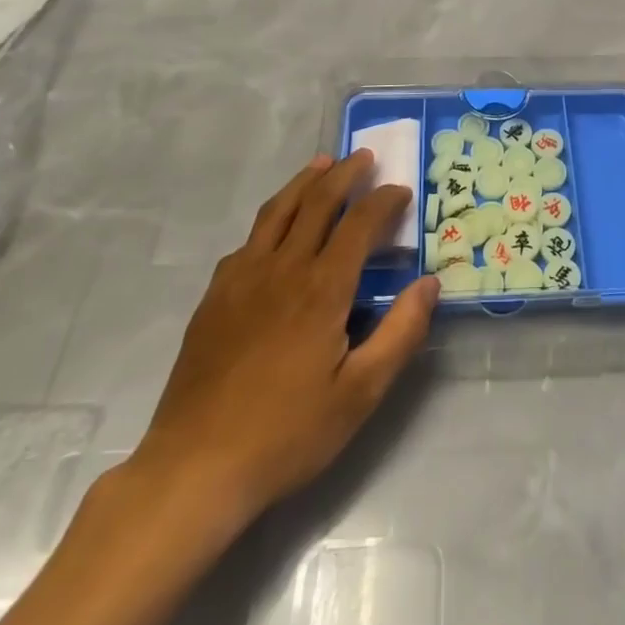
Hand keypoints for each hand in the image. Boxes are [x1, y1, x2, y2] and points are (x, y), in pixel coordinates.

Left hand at [123, 152, 439, 545]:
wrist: (195, 467)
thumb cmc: (287, 433)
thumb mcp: (360, 394)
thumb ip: (401, 333)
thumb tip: (430, 283)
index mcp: (322, 288)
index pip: (359, 223)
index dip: (383, 200)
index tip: (401, 190)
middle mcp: (283, 268)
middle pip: (317, 202)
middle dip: (345, 174)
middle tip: (364, 157)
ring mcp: (242, 278)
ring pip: (277, 211)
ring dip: (305, 182)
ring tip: (323, 164)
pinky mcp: (215, 296)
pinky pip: (248, 240)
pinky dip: (271, 217)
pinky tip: (275, 227)